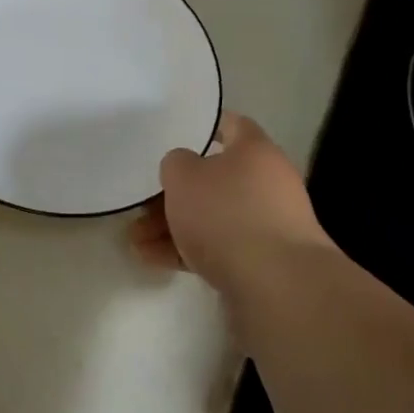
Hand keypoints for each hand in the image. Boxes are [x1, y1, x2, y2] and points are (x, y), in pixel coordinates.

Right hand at [130, 112, 331, 295]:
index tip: (177, 133)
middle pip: (215, 179)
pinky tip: (153, 260)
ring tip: (135, 240)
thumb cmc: (228, 214)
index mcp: (256, 151)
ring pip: (213, 217)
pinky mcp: (264, 264)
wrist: (277, 287)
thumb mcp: (184, 176)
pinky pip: (219, 249)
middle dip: (176, 192)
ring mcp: (268, 226)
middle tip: (142, 204)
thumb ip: (176, 164)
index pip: (231, 125)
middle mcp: (268, 183)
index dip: (205, 127)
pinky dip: (188, 251)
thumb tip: (184, 169)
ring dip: (174, 226)